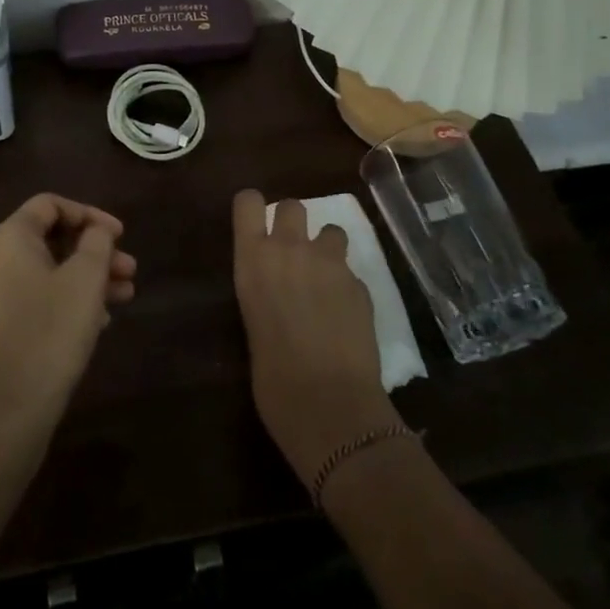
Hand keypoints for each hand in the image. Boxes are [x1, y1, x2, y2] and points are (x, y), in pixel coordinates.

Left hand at [0, 194, 136, 439]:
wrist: (2, 413)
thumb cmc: (49, 333)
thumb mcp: (85, 280)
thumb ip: (96, 243)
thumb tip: (94, 231)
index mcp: (7, 238)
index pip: (49, 205)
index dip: (89, 214)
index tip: (119, 236)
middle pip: (47, 240)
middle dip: (92, 252)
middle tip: (129, 271)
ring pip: (40, 273)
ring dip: (82, 279)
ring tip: (122, 299)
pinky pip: (27, 299)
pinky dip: (60, 300)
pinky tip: (94, 323)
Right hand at [233, 189, 402, 485]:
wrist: (330, 407)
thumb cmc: (273, 381)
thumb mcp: (253, 326)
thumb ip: (263, 294)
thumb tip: (275, 294)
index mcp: (253, 260)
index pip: (248, 201)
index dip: (253, 209)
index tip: (255, 226)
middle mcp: (290, 249)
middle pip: (292, 205)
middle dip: (293, 223)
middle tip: (292, 255)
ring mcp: (330, 264)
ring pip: (330, 230)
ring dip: (326, 249)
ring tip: (324, 282)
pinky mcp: (361, 284)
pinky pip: (351, 271)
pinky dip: (347, 286)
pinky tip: (345, 317)